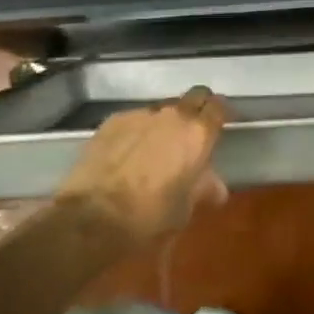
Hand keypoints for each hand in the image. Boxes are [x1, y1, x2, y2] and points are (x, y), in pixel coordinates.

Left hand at [58, 86, 230, 244]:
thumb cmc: (149, 215)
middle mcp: (173, 115)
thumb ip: (203, 188)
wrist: (92, 216)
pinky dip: (136, 132)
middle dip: (196, 109)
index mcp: (198, 134)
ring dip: (164, 124)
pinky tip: (127, 154)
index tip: (221, 123)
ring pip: (161, 111)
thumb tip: (216, 186)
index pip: (218, 106)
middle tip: (192, 133)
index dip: (221, 112)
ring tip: (154, 149)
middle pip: (193, 97)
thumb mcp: (185, 209)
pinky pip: (134, 120)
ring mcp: (141, 114)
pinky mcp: (113, 120)